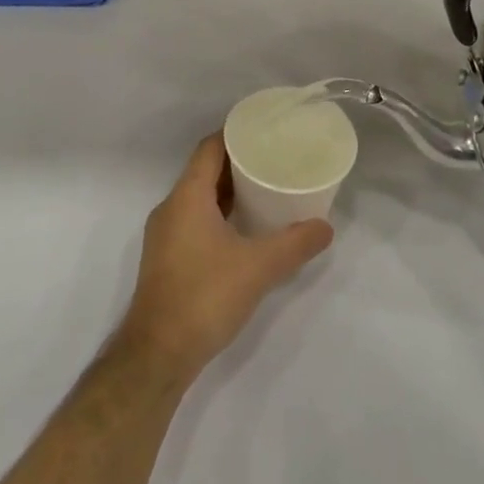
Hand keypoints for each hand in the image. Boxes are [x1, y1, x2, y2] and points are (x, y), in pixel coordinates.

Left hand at [116, 135, 333, 381]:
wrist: (158, 353)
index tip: (265, 130)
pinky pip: (195, 220)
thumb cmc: (205, 297)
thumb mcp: (258, 268)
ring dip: (229, 191)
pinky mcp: (167, 258)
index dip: (235, 134)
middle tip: (274, 159)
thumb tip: (326, 227)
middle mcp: (171, 208)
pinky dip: (219, 215)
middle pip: (205, 171)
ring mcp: (165, 234)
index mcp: (187, 196)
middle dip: (238, 163)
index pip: (209, 148)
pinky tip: (245, 230)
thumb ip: (294, 244)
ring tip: (265, 190)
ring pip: (199, 198)